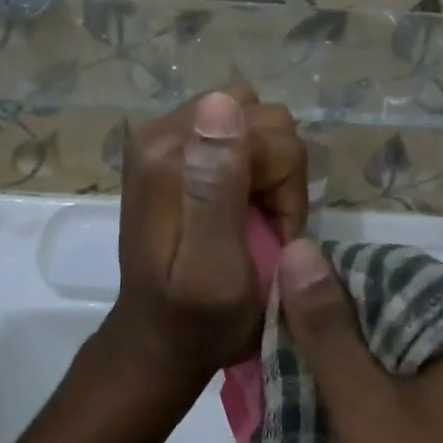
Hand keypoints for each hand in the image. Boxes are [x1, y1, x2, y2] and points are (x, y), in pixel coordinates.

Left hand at [102, 86, 307, 395]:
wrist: (158, 338)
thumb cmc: (198, 317)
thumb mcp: (215, 266)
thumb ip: (219, 186)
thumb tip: (222, 103)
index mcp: (170, 154)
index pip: (269, 130)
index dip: (284, 185)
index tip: (272, 233)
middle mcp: (160, 130)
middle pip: (263, 117)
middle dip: (278, 172)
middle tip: (263, 225)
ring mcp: (163, 134)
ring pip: (256, 121)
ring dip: (268, 169)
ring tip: (252, 216)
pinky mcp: (171, 146)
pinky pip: (238, 132)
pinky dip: (252, 166)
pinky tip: (239, 204)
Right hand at [278, 240, 442, 442]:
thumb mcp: (365, 406)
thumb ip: (329, 328)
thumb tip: (301, 247)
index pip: (395, 282)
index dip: (339, 276)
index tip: (284, 280)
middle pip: (375, 331)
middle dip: (318, 336)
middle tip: (262, 328)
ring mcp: (435, 425)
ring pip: (365, 380)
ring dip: (317, 381)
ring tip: (260, 372)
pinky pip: (365, 422)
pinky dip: (328, 420)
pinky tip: (281, 419)